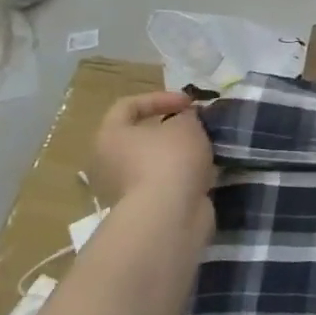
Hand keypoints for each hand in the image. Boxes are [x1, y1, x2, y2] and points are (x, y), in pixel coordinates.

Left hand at [89, 92, 216, 254]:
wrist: (169, 216)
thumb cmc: (170, 159)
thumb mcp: (186, 125)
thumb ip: (186, 116)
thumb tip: (185, 119)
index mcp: (110, 137)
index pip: (128, 106)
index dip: (160, 98)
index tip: (189, 103)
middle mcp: (109, 163)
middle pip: (141, 137)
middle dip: (171, 129)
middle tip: (196, 125)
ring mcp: (126, 190)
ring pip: (155, 162)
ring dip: (179, 154)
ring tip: (206, 149)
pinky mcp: (145, 209)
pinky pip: (165, 183)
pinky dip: (183, 176)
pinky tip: (205, 172)